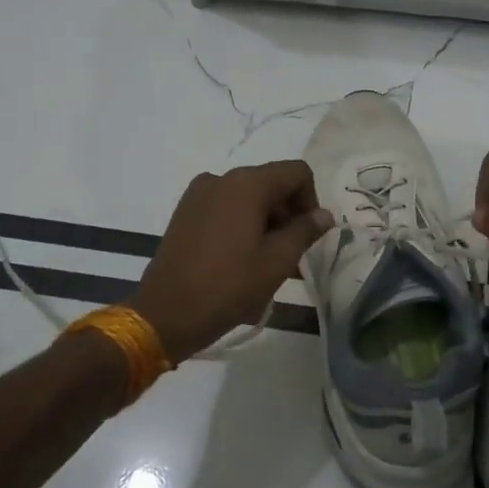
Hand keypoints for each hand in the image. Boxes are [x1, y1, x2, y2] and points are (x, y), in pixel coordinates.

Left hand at [128, 161, 333, 359]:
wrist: (165, 314)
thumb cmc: (228, 286)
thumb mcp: (277, 261)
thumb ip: (305, 231)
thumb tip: (324, 214)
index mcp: (247, 183)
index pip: (296, 173)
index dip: (311, 201)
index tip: (308, 236)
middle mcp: (222, 178)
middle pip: (271, 183)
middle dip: (288, 215)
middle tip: (292, 256)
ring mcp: (199, 194)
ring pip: (248, 197)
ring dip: (266, 223)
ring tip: (268, 264)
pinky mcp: (185, 212)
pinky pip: (226, 208)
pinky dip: (242, 225)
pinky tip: (241, 260)